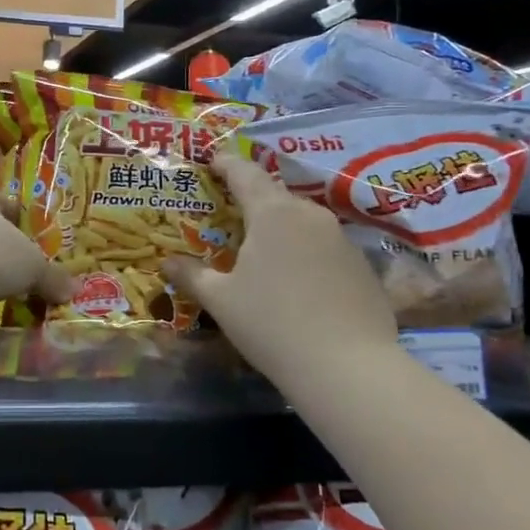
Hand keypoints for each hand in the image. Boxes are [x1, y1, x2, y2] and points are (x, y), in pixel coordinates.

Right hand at [163, 152, 398, 377]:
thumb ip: (192, 275)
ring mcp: (341, 239)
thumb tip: (167, 262)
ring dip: (281, 228)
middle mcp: (310, 214)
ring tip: (263, 250)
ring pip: (303, 221)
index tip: (212, 161)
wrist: (348, 368)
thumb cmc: (272, 324)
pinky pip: (325, 246)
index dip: (226, 164)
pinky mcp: (362, 265)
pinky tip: (298, 282)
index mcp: (272, 213)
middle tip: (231, 215)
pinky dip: (306, 252)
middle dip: (252, 200)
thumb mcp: (221, 301)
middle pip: (275, 196)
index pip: (245, 174)